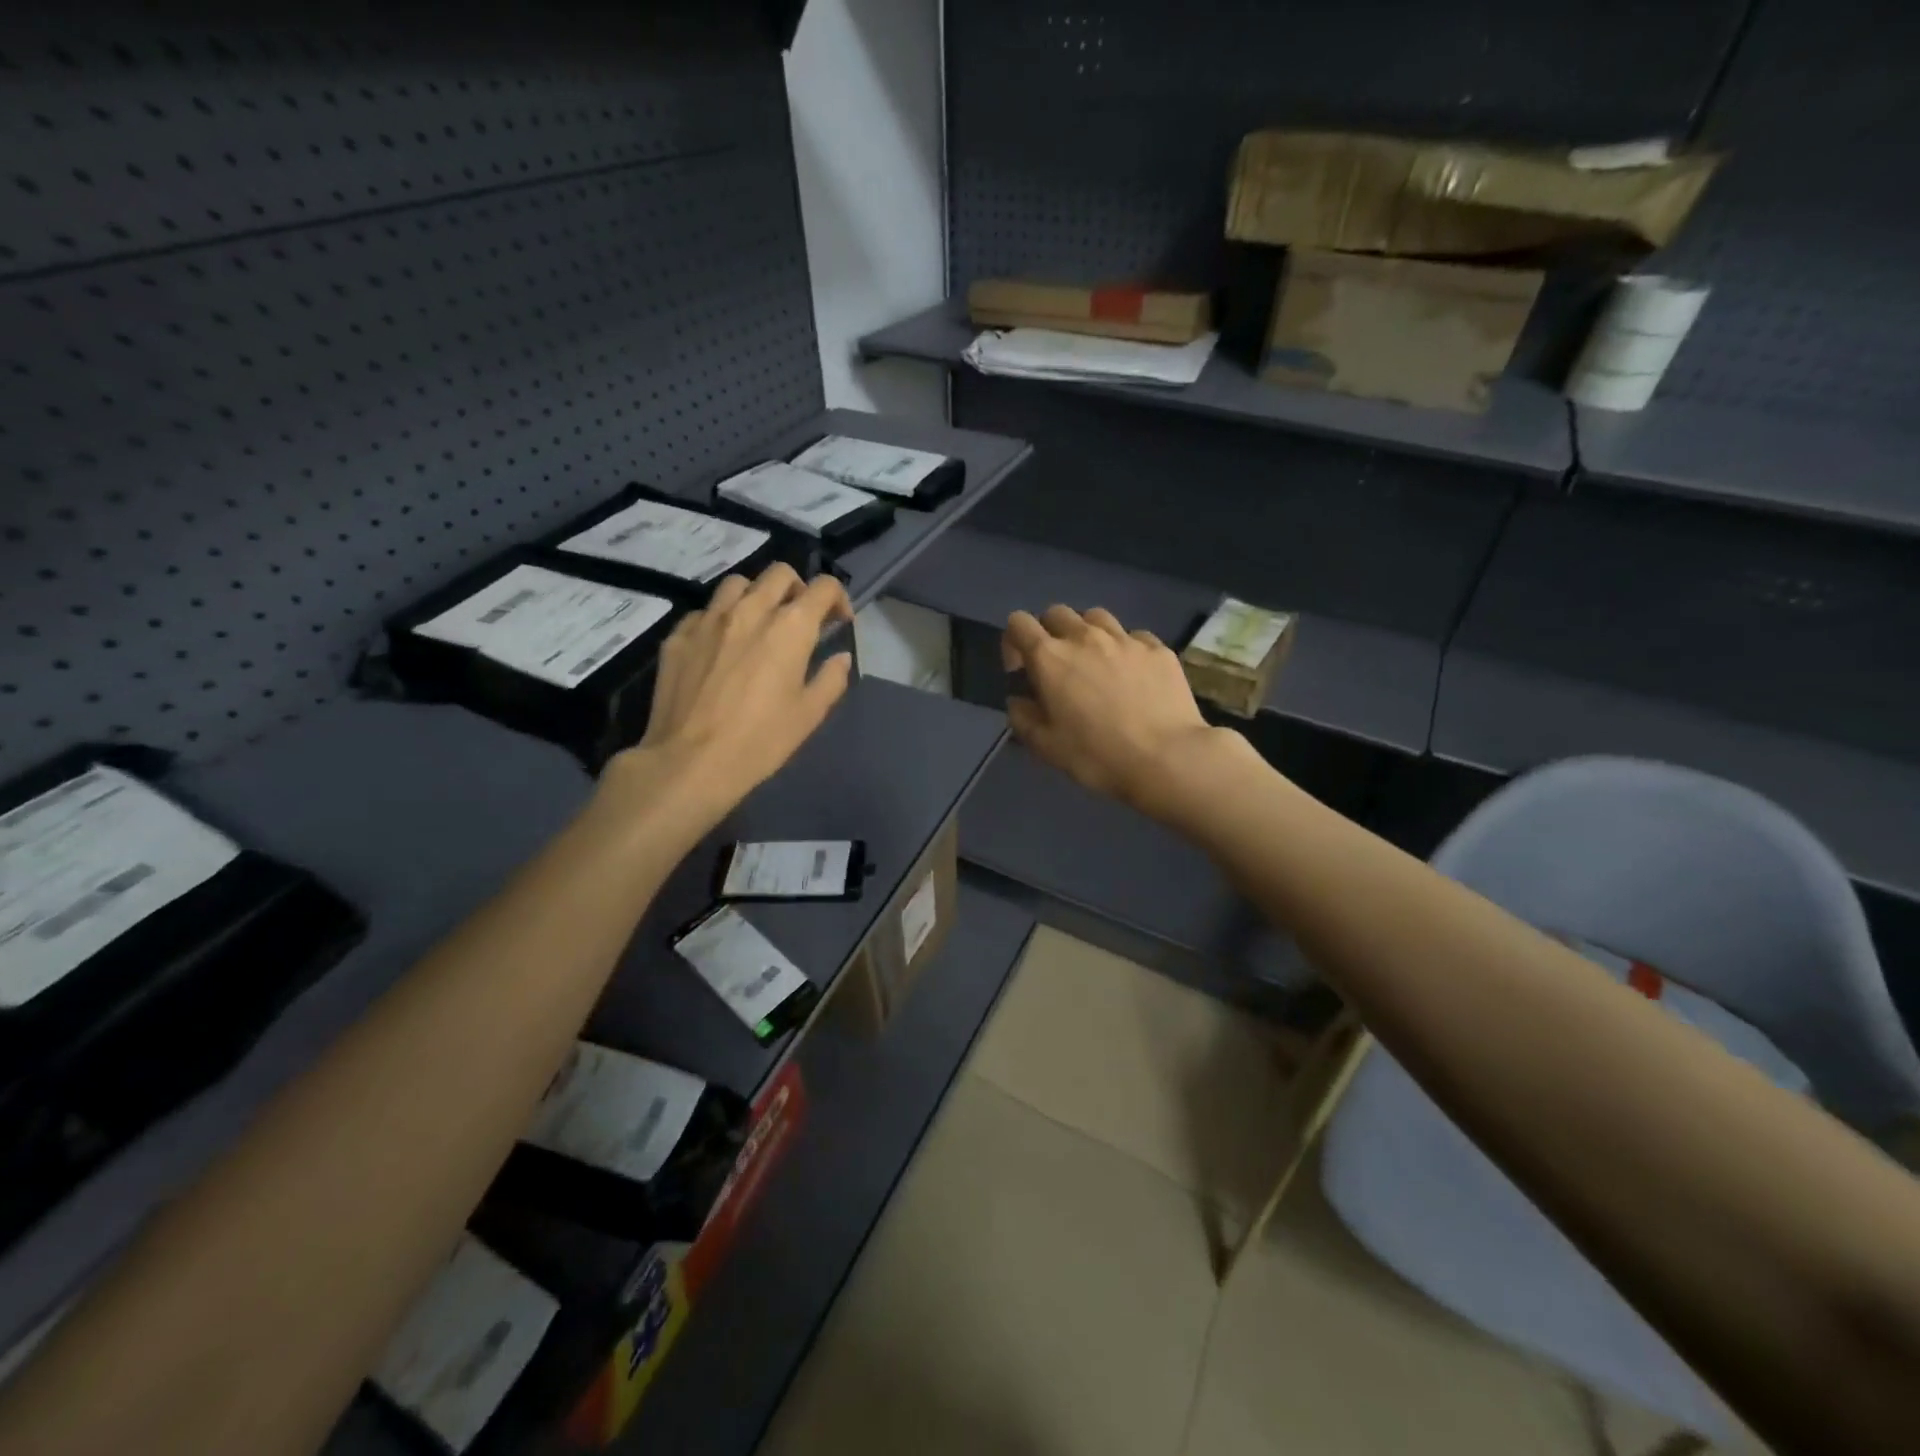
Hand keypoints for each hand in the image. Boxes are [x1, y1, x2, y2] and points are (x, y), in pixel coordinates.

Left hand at [610, 564, 853, 818]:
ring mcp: (709, 619)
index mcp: (790, 627)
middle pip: (780, 574)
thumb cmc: (760, 741)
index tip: (838, 622)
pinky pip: (704, 611)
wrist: (690, 761)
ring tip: (758, 624)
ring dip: (756, 596)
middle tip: (799, 619)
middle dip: (798, 589)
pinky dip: (720, 619)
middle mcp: (750, 609)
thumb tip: (839, 658)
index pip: (823, 587)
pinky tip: (720, 646)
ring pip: (738, 584)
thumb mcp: (809, 715)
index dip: (838, 599)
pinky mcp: (678, 635)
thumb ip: (831, 679)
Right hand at [1003, 606, 1225, 817]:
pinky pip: (1133, 636)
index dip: (1014, 642)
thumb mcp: (1045, 746)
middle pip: (1057, 613)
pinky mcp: (1157, 648)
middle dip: (1050, 633)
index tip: (1022, 671)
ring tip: (1095, 663)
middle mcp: (1084, 637)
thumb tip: (1019, 700)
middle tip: (1059, 667)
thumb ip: (1022, 717)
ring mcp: (1125, 638)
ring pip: (1096, 617)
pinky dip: (1125, 649)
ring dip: (1087, 634)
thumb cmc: (1097, 755)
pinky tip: (1133, 675)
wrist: (1167, 758)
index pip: (1018, 623)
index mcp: (1049, 657)